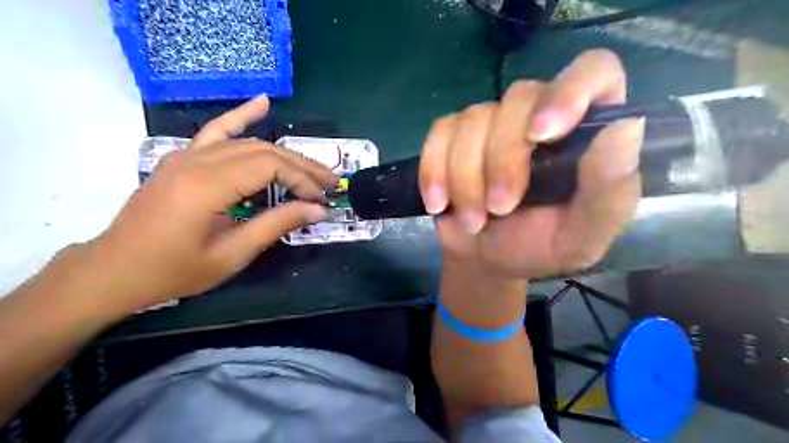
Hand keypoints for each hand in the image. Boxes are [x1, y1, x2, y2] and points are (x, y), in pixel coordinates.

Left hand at [71, 96, 334, 312]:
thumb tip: (317, 210)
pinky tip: (262, 103)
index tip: (320, 201)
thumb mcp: (232, 254)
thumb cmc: (174, 270)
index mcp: (206, 186)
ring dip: (285, 154)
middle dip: (302, 167)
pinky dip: (241, 116)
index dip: (301, 180)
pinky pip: (216, 131)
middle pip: (264, 151)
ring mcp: (186, 155)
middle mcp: (196, 161)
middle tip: (330, 183)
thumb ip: (276, 225)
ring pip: (248, 143)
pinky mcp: (183, 158)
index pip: (269, 167)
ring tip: (313, 168)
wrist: (116, 270)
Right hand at [419, 50, 639, 277]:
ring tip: (473, 221)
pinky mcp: (452, 136)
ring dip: (467, 179)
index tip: (542, 134)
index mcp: (584, 131)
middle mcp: (538, 114)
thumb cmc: (540, 246)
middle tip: (499, 209)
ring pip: (473, 120)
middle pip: (519, 98)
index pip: (594, 72)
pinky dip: (434, 171)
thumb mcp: (584, 234)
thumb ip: (609, 191)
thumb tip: (624, 128)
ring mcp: (491, 123)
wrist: (488, 259)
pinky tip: (439, 203)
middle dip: (503, 161)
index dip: (570, 90)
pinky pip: (439, 135)